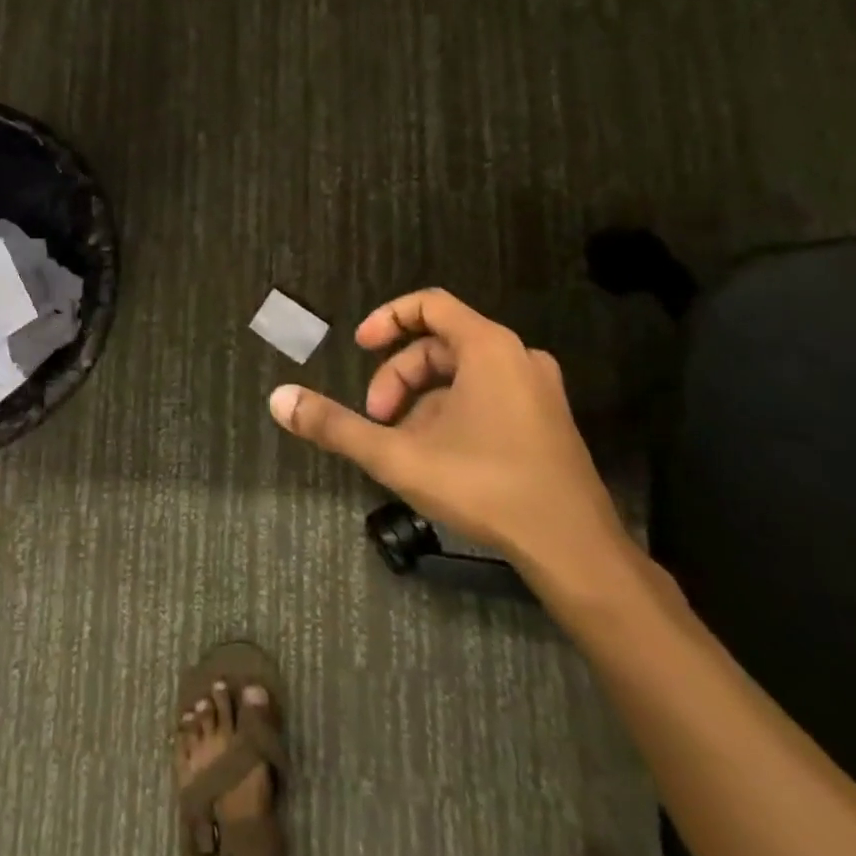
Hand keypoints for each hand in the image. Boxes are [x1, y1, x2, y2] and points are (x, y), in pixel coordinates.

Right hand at [269, 288, 629, 588]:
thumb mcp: (398, 455)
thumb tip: (279, 399)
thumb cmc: (486, 487)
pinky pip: (487, 395)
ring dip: (421, 400)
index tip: (359, 347)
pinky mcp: (548, 421)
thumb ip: (336, 426)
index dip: (386, 318)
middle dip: (398, 377)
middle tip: (375, 419)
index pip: (430, 304)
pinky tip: (439, 457)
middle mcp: (519, 357)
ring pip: (463, 374)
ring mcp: (539, 390)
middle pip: (440, 344)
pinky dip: (452, 412)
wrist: (576, 551)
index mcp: (488, 348)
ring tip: (402, 444)